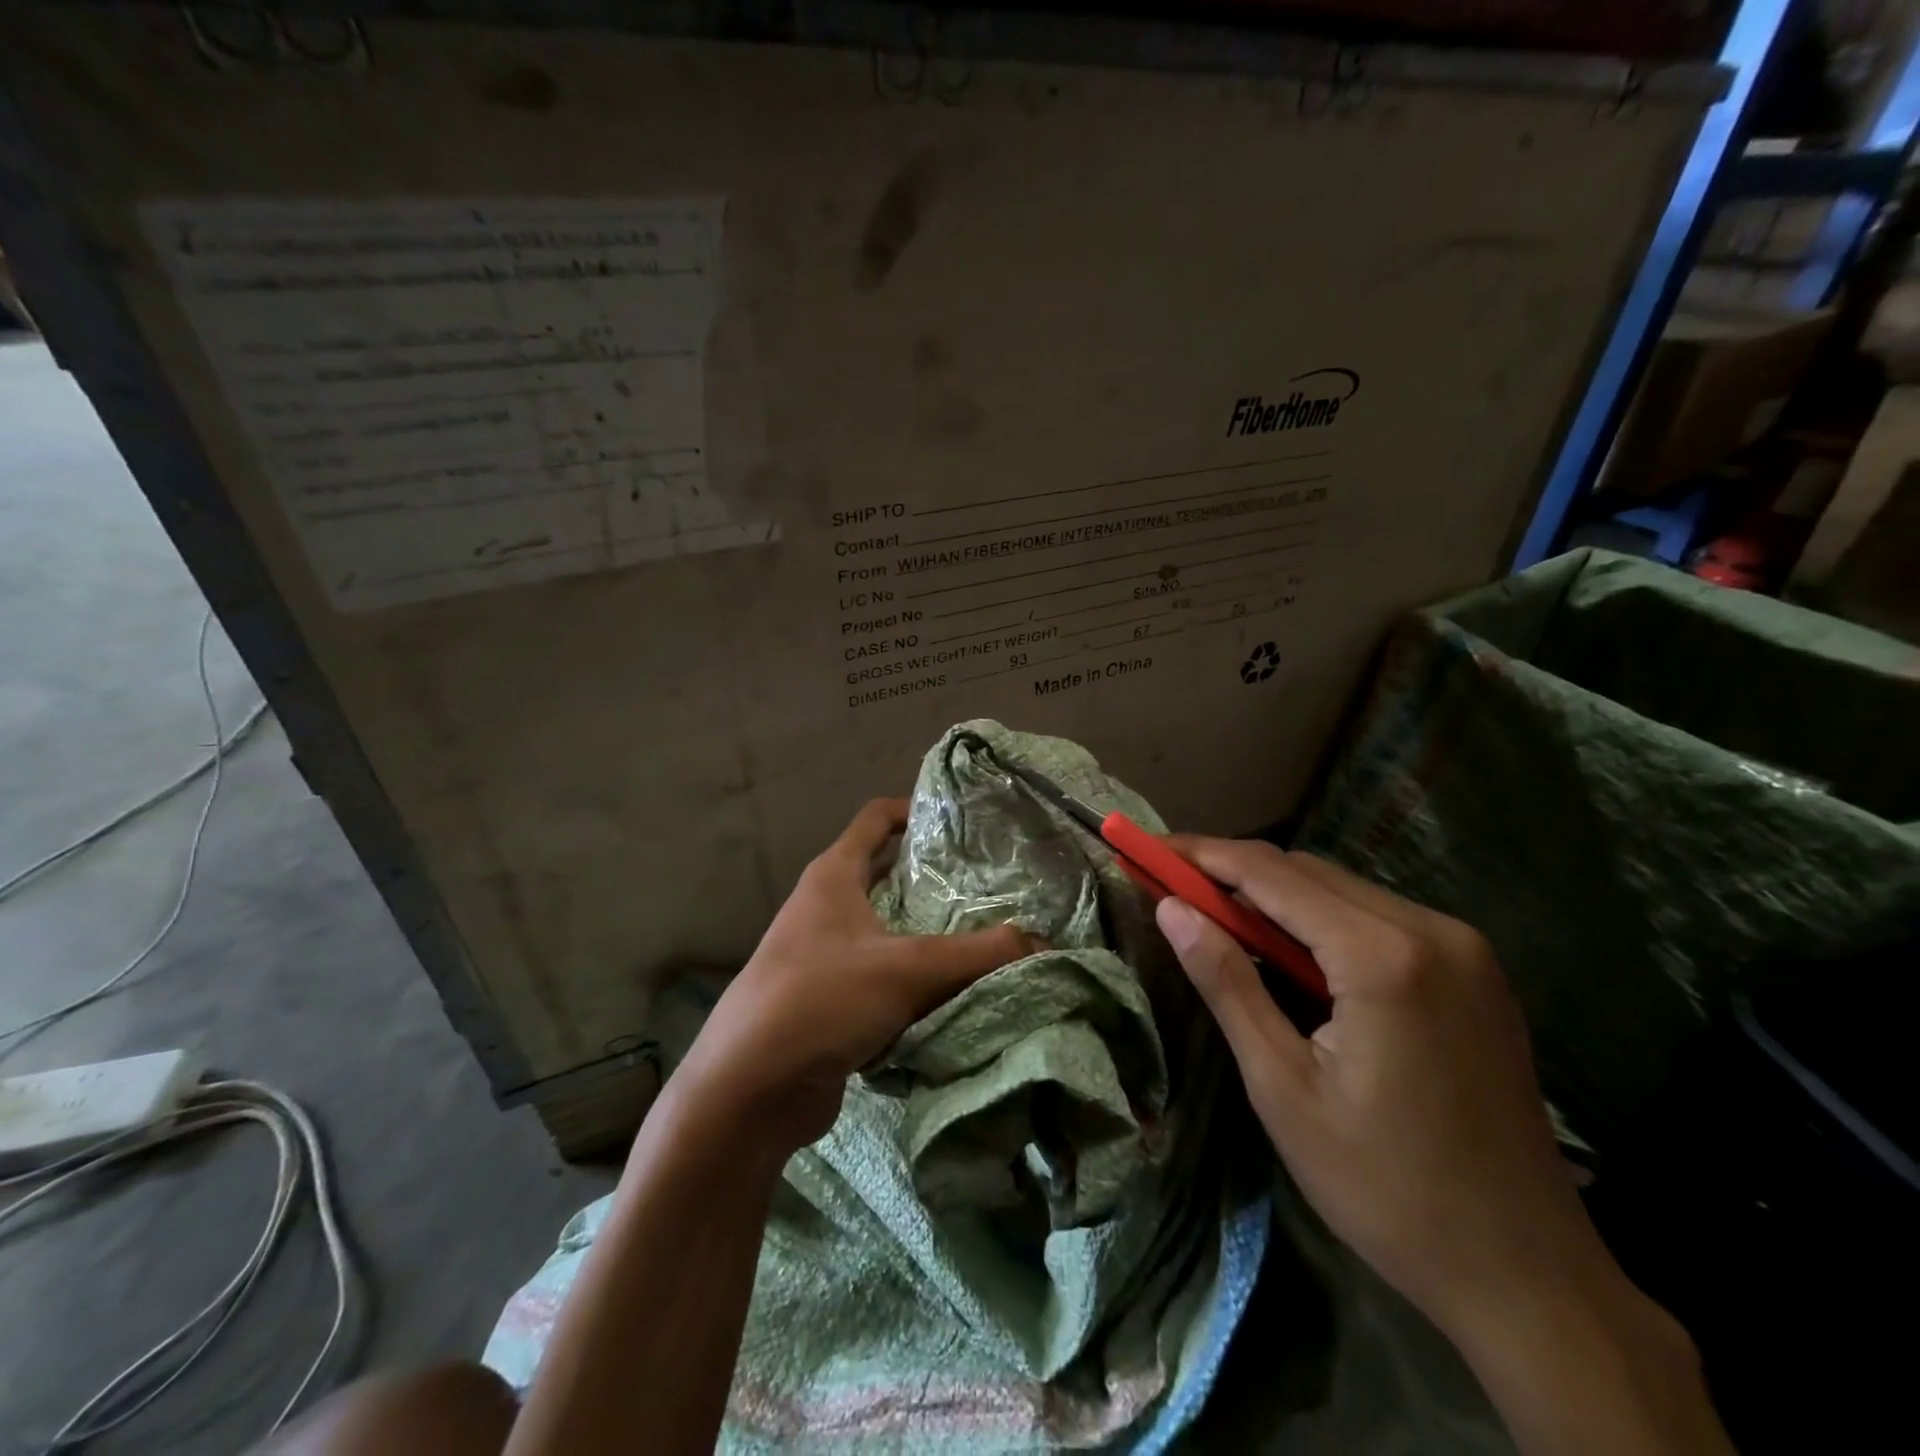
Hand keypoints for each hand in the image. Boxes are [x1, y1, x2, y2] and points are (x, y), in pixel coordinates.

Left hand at [679, 798, 1035, 1153]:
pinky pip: (879, 977)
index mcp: (832, 876)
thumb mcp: (907, 969)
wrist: (747, 1090)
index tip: (961, 818)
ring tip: (981, 938)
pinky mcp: (825, 1001)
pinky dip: (912, 979)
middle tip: (988, 885)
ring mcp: (820, 955)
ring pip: (885, 930)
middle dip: (931, 879)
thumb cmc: (821, 999)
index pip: (875, 818)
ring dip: (926, 934)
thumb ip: (979, 955)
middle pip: (884, 875)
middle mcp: (823, 907)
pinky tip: (950, 992)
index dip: (914, 808)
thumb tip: (1044, 944)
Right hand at [1155, 841, 1731, 1455]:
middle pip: (1308, 870)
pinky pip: (1377, 917)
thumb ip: (1226, 982)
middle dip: (1232, 870)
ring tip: (1217, 917)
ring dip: (1275, 894)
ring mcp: (1463, 947)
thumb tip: (1170, 909)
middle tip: (1172, 885)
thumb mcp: (1282, 1085)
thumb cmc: (1384, 1186)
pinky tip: (1289, 952)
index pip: (1270, 873)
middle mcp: (1431, 929)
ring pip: (1343, 889)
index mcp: (1382, 956)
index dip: (1201, 854)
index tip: (1147, 849)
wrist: (1526, 1274)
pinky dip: (1320, 918)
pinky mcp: (1475, 970)